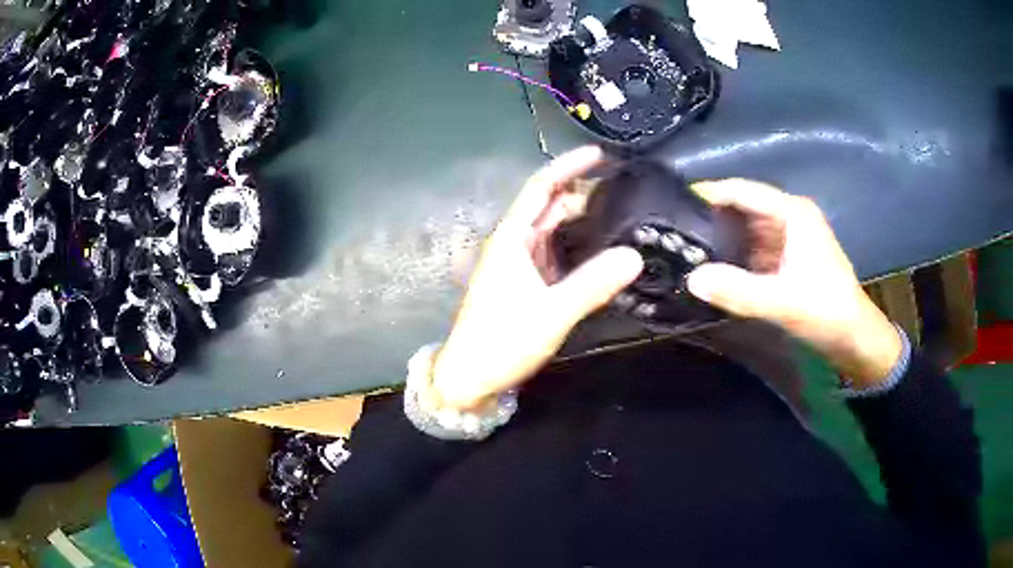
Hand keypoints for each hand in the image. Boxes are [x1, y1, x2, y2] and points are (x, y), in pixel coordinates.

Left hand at [429, 147, 643, 410]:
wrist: (469, 378)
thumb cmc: (501, 341)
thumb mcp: (551, 313)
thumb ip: (593, 284)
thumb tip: (635, 255)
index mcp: (512, 239)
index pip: (541, 188)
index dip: (568, 166)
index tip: (600, 154)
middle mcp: (514, 244)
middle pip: (550, 206)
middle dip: (584, 194)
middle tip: (627, 193)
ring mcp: (519, 264)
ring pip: (553, 230)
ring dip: (582, 220)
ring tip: (623, 217)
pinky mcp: (525, 283)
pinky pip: (555, 254)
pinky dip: (577, 246)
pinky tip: (602, 251)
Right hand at [685, 179, 901, 386]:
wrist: (855, 339)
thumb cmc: (826, 311)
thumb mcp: (783, 301)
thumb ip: (738, 290)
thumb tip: (691, 278)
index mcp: (792, 212)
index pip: (742, 190)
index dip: (709, 193)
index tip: (672, 203)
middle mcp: (789, 216)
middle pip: (742, 207)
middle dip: (711, 217)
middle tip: (672, 229)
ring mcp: (789, 238)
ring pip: (747, 229)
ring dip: (721, 238)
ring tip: (685, 247)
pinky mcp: (787, 259)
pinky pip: (753, 249)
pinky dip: (734, 256)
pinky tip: (713, 268)